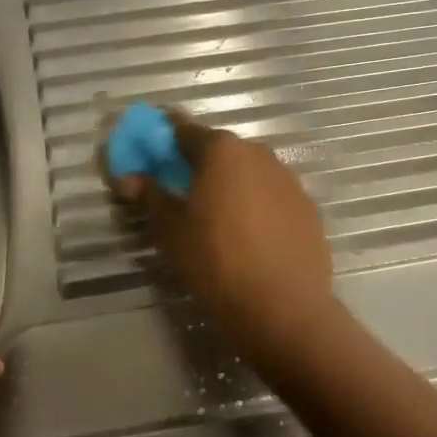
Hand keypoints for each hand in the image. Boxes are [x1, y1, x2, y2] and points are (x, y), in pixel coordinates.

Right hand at [106, 111, 335, 360]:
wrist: (283, 306)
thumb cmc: (216, 261)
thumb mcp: (170, 230)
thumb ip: (149, 196)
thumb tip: (129, 178)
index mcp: (222, 150)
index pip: (184, 130)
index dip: (163, 141)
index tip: (151, 156)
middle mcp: (259, 154)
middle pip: (220, 150)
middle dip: (199, 165)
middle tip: (181, 193)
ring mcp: (289, 180)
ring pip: (250, 173)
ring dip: (231, 186)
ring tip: (216, 219)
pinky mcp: (308, 209)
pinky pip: (272, 197)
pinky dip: (257, 207)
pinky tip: (249, 238)